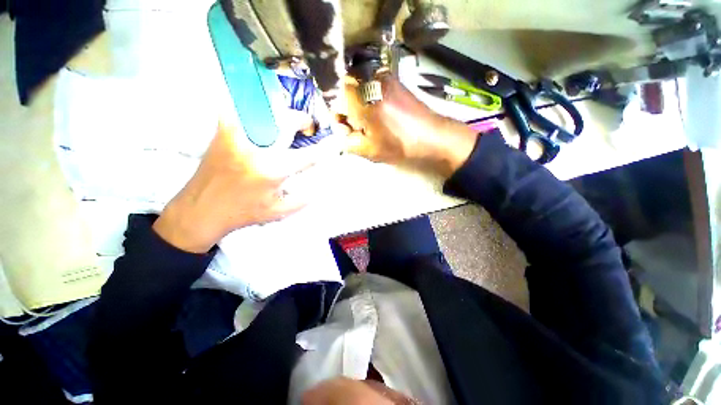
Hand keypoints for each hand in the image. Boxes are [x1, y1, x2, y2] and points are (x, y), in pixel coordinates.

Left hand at [153, 120, 333, 253]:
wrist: (200, 210)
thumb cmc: (243, 213)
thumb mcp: (279, 213)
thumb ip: (303, 200)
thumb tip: (320, 187)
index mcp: (273, 171)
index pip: (308, 154)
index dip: (326, 147)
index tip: (336, 141)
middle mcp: (257, 149)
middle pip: (286, 122)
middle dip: (302, 120)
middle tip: (307, 125)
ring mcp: (237, 136)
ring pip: (265, 110)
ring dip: (280, 112)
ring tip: (286, 119)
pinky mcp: (222, 132)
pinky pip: (238, 109)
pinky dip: (250, 107)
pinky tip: (258, 113)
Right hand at [342, 75, 478, 176]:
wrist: (433, 136)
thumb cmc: (400, 145)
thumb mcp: (368, 150)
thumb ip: (347, 140)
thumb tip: (342, 130)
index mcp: (361, 97)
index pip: (333, 98)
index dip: (337, 116)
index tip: (345, 129)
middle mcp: (369, 78)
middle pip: (344, 91)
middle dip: (347, 111)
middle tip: (359, 129)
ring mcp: (382, 76)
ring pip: (357, 88)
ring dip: (358, 106)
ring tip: (372, 124)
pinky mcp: (393, 79)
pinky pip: (370, 86)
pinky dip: (369, 100)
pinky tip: (381, 115)